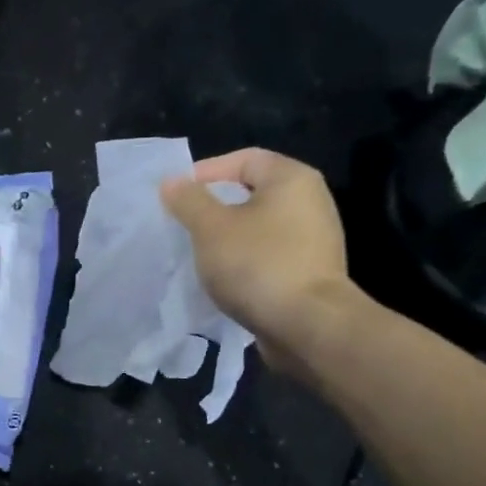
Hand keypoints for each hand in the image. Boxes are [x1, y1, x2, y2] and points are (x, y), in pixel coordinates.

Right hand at [160, 148, 360, 367]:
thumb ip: (189, 200)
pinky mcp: (310, 272)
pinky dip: (244, 261)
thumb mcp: (211, 228)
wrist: (308, 327)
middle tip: (183, 225)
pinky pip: (268, 255)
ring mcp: (314, 240)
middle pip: (252, 193)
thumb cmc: (257, 264)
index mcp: (292, 179)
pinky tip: (223, 278)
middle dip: (214, 207)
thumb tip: (172, 182)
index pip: (244, 159)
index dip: (206, 172)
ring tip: (198, 253)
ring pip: (259, 227)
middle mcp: (310, 201)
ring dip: (227, 237)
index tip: (176, 196)